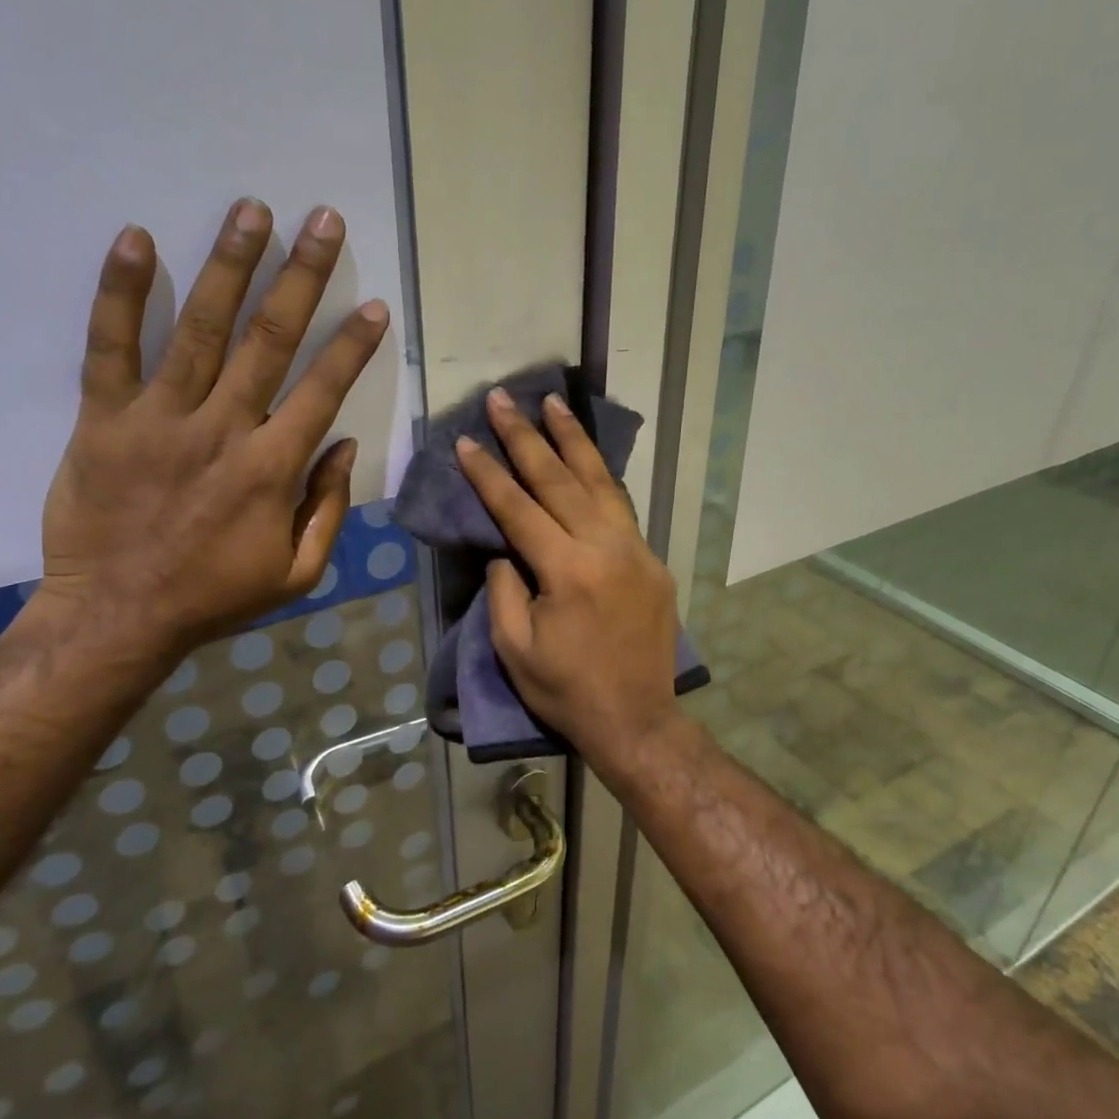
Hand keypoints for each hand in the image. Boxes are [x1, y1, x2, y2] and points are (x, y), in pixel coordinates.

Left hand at [34, 198, 387, 653]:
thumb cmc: (215, 596)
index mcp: (272, 469)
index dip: (352, 345)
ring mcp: (159, 418)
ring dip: (231, 264)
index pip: (323, 390)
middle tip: (324, 221)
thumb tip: (343, 445)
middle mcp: (223, 429)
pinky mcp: (103, 418)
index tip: (373, 305)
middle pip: (269, 340)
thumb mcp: (297, 572)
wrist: (117, 615)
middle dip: (303, 277)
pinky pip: (110, 346)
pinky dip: (122, 292)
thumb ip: (327, 508)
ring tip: (253, 210)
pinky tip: (138, 239)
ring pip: (201, 329)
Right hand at [455, 388, 682, 770]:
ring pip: (601, 482)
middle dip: (527, 436)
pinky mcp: (651, 562)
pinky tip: (587, 458)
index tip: (467, 440)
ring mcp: (635, 551)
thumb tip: (505, 550)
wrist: (636, 719)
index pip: (519, 508)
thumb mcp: (515, 649)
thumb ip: (504, 590)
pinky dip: (601, 477)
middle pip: (560, 480)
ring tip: (554, 403)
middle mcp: (605, 548)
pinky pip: (622, 508)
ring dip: (574, 440)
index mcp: (567, 570)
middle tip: (504, 398)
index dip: (489, 473)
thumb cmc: (566, 691)